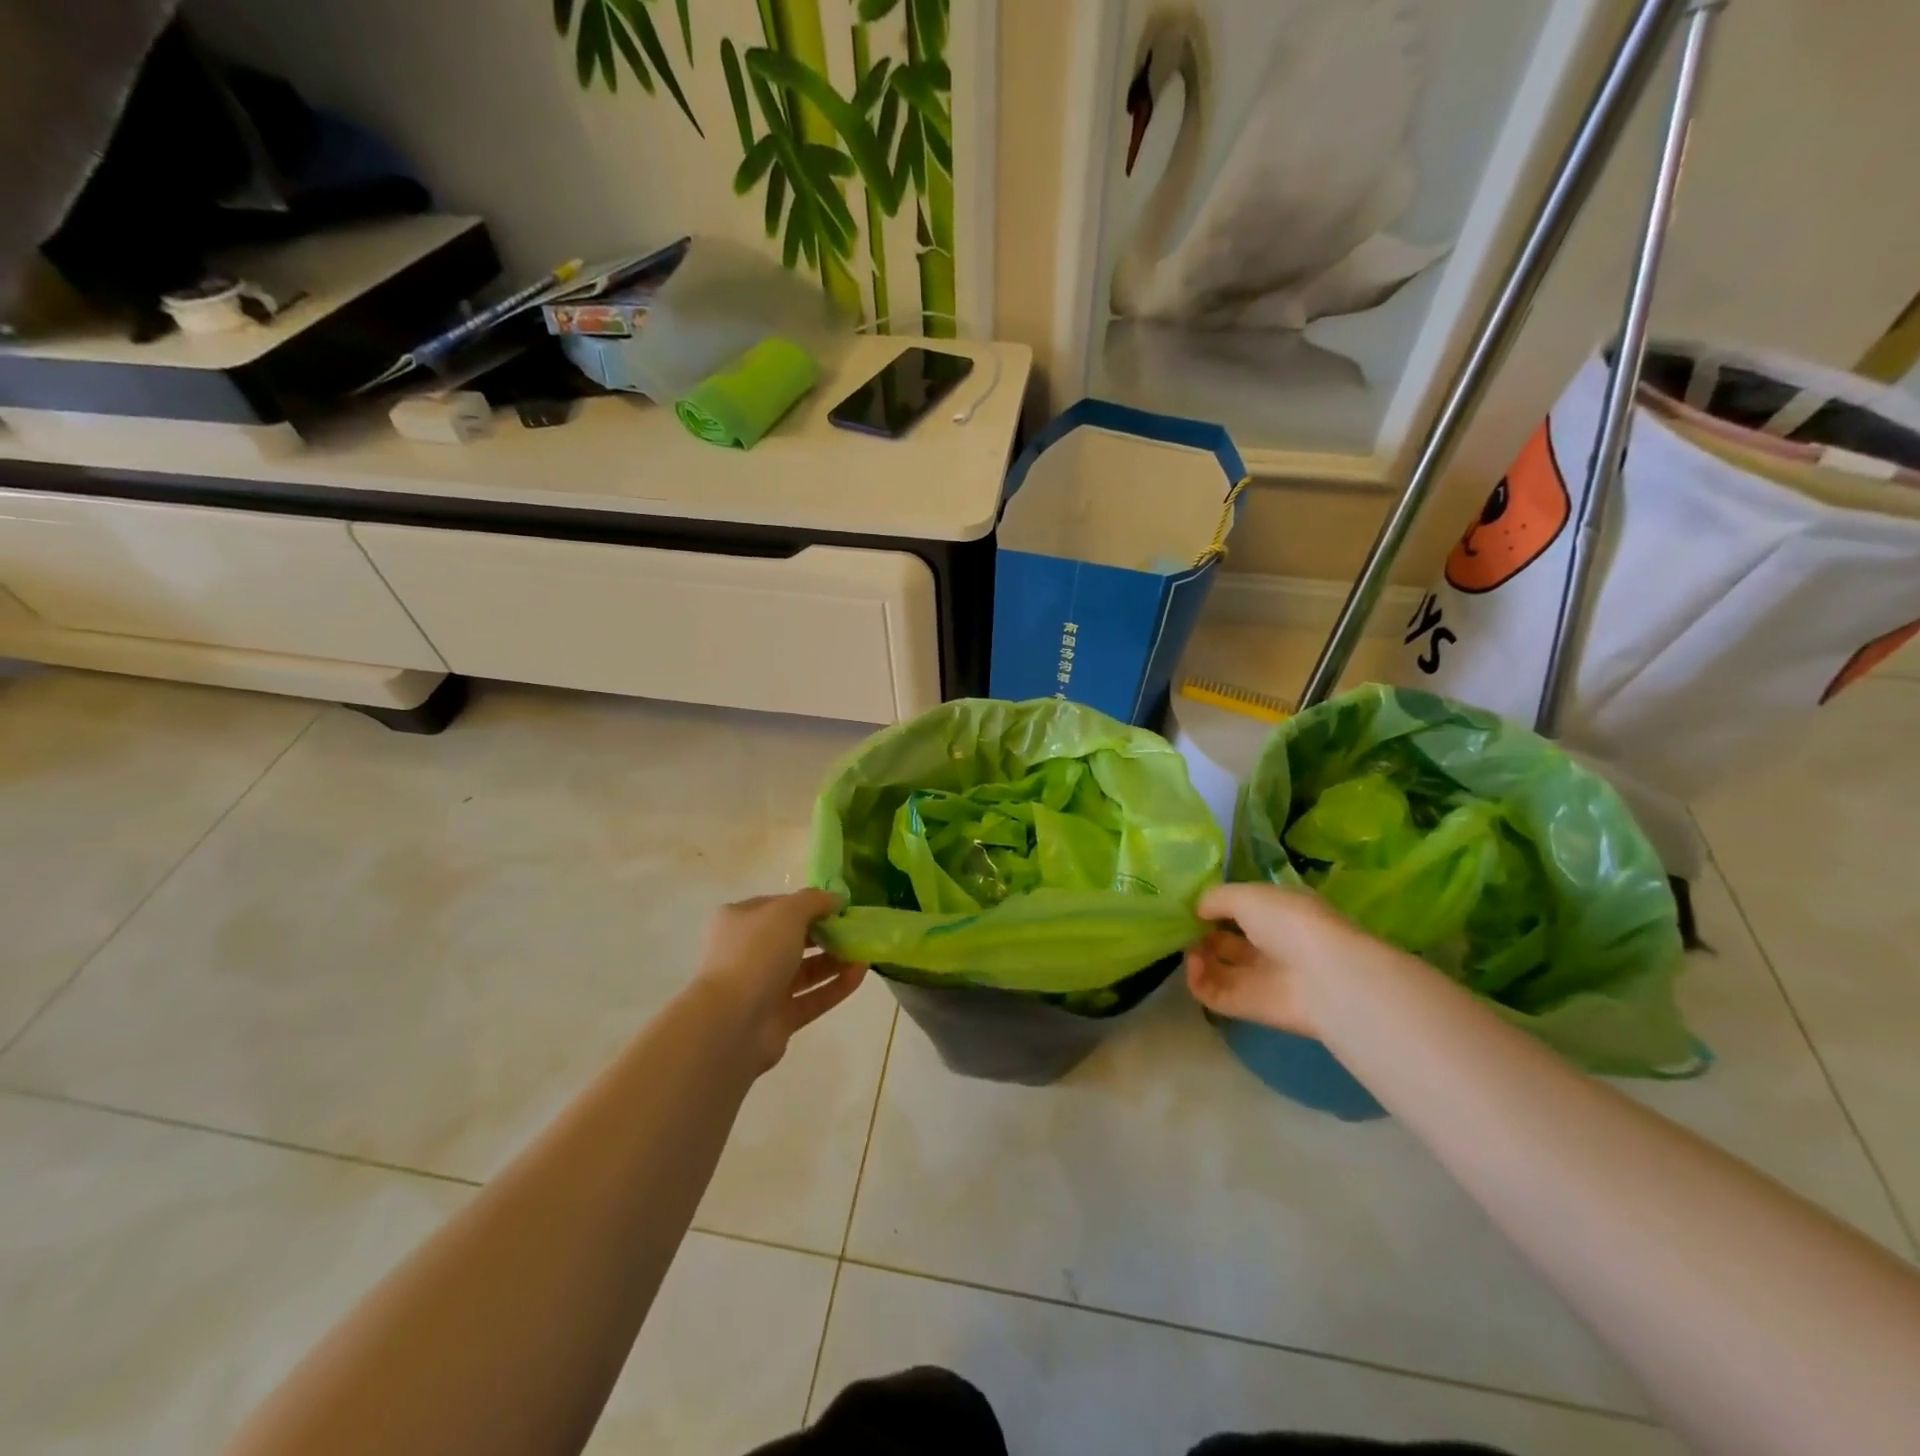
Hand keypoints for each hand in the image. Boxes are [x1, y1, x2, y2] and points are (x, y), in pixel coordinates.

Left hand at [695, 889, 866, 1072]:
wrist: (731, 1022)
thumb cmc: (755, 953)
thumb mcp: (787, 912)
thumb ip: (814, 900)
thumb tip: (836, 899)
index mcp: (740, 921)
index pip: (779, 906)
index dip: (810, 904)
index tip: (840, 906)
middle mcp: (748, 952)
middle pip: (794, 938)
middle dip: (827, 933)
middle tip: (856, 930)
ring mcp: (762, 988)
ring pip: (805, 970)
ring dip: (835, 959)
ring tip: (865, 951)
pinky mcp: (778, 1018)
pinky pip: (813, 998)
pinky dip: (836, 986)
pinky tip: (861, 974)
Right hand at [1185, 882, 1367, 1038]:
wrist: (1324, 978)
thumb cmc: (1290, 923)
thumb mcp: (1248, 895)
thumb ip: (1216, 897)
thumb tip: (1197, 909)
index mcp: (1277, 912)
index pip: (1241, 907)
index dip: (1216, 905)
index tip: (1192, 904)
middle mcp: (1269, 944)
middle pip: (1225, 938)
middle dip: (1202, 931)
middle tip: (1185, 926)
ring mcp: (1259, 977)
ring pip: (1217, 966)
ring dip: (1197, 956)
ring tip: (1192, 948)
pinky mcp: (1248, 1006)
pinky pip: (1213, 994)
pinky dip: (1198, 980)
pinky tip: (1195, 965)